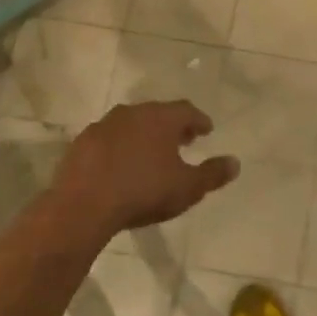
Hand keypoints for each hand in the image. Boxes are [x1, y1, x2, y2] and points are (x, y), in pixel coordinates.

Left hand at [53, 101, 238, 238]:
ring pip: (131, 123)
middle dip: (172, 125)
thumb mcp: (187, 188)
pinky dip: (120, 146)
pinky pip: (109, 139)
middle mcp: (133, 113)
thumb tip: (235, 162)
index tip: (206, 130)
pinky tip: (121, 164)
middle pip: (158, 113)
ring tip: (152, 152)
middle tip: (182, 140)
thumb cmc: (144, 191)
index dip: (199, 120)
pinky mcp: (82, 143)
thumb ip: (212, 174)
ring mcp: (104, 125)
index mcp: (161, 118)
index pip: (187, 110)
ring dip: (144, 134)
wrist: (83, 205)